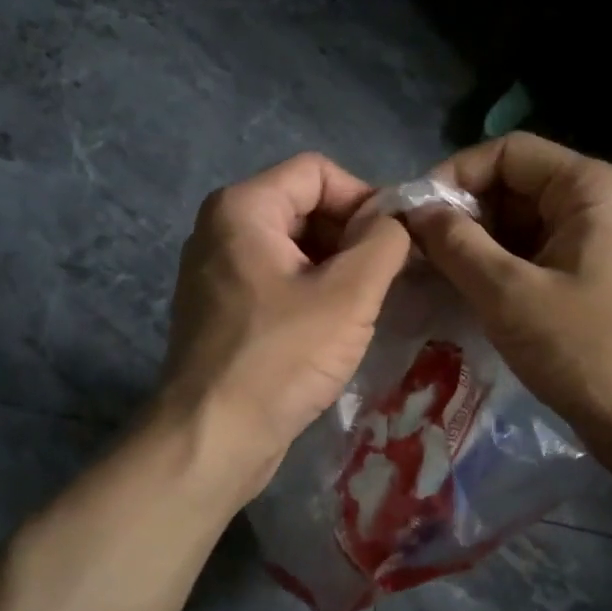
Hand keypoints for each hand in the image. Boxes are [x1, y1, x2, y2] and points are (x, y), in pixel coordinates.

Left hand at [160, 153, 411, 498]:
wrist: (214, 438)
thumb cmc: (281, 358)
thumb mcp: (349, 295)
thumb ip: (383, 242)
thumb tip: (394, 221)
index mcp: (243, 208)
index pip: (317, 171)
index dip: (364, 198)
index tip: (396, 243)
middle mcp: (221, 230)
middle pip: (304, 207)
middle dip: (351, 237)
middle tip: (388, 280)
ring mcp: (217, 274)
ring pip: (293, 250)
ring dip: (336, 270)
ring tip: (366, 308)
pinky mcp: (223, 312)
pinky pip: (277, 283)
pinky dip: (312, 295)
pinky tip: (335, 331)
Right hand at [406, 133, 611, 479]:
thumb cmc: (584, 349)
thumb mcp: (509, 294)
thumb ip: (456, 245)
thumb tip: (414, 211)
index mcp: (588, 188)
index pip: (507, 153)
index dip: (455, 176)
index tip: (413, 217)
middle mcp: (594, 204)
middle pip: (512, 187)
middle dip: (462, 215)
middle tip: (416, 252)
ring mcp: (592, 243)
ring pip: (518, 225)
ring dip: (474, 246)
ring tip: (431, 275)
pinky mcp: (586, 280)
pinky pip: (530, 257)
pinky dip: (495, 270)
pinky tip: (463, 294)